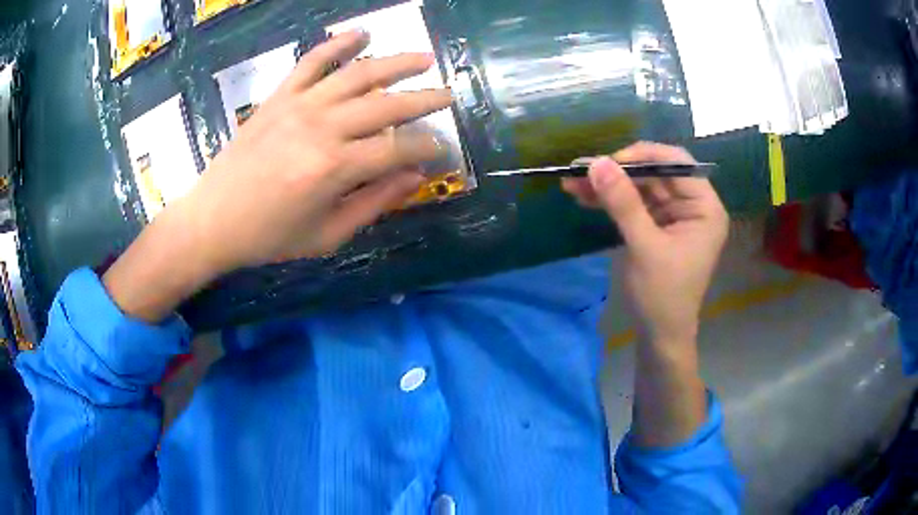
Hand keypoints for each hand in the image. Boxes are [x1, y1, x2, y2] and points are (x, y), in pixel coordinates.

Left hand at [185, 29, 450, 275]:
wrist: (212, 220)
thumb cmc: (269, 236)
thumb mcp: (327, 235)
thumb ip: (374, 203)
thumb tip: (415, 177)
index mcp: (335, 168)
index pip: (398, 148)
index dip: (426, 147)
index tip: (440, 149)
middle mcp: (322, 127)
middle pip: (387, 104)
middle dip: (425, 99)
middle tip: (449, 95)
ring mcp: (299, 105)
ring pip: (358, 74)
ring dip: (396, 62)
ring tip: (424, 58)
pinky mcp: (279, 96)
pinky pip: (312, 62)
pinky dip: (338, 44)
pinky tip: (362, 34)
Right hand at [561, 142, 728, 342]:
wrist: (658, 335)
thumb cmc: (662, 295)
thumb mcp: (644, 247)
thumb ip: (623, 203)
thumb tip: (596, 163)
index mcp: (704, 208)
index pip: (677, 165)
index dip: (643, 157)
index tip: (608, 162)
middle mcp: (692, 206)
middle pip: (655, 174)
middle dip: (618, 173)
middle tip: (580, 170)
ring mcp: (674, 216)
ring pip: (640, 188)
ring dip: (608, 186)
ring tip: (572, 184)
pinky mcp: (657, 227)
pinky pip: (633, 204)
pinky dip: (611, 201)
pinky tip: (584, 198)